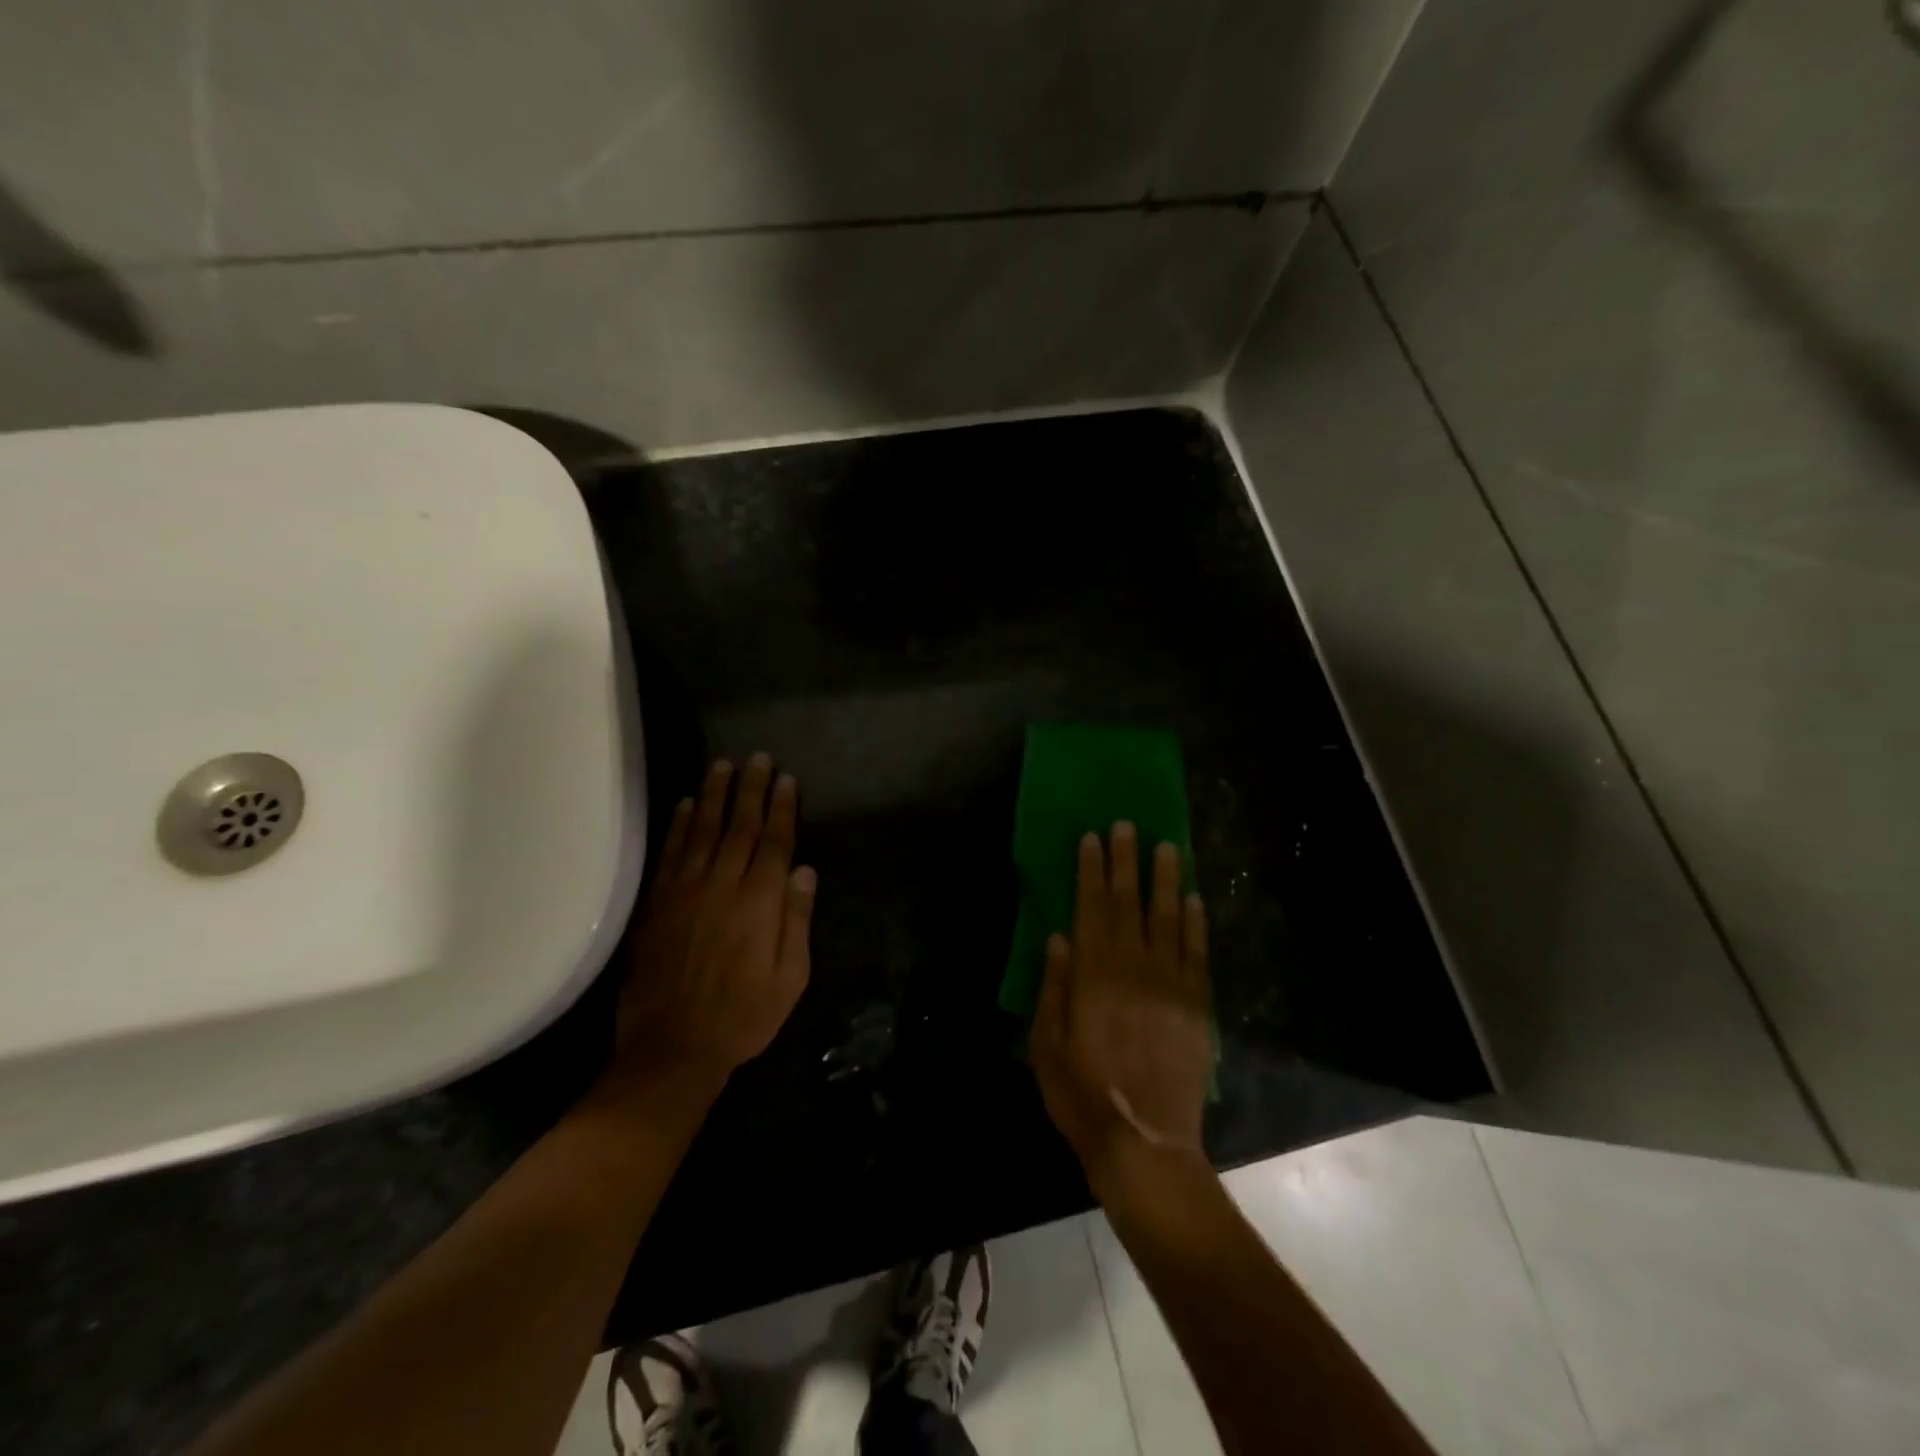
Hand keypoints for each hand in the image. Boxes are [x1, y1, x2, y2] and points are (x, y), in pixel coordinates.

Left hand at [613, 755, 815, 1096]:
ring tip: (724, 765)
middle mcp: (723, 886)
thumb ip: (797, 920)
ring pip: (704, 830)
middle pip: (740, 827)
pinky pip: (670, 853)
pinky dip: (680, 825)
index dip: (782, 808)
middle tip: (758, 758)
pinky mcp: (657, 904)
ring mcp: (685, 891)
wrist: (671, 1048)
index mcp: (760, 903)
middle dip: (752, 789)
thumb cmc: (743, 1016)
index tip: (787, 779)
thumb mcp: (790, 978)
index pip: (775, 842)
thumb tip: (804, 871)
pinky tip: (687, 804)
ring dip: (716, 795)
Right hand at [1030, 823, 1211, 1189]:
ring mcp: (1170, 985)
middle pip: (1128, 903)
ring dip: (1165, 880)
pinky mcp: (1196, 1006)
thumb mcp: (1045, 1044)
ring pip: (1168, 918)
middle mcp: (1133, 968)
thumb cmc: (1082, 1095)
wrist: (1145, 1143)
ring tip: (1165, 847)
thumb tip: (1059, 936)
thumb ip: (1053, 987)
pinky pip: (1196, 954)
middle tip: (1127, 825)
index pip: (1091, 908)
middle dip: (1125, 861)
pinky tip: (1193, 899)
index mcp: (1093, 976)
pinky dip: (1195, 923)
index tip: (1092, 838)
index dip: (1091, 870)